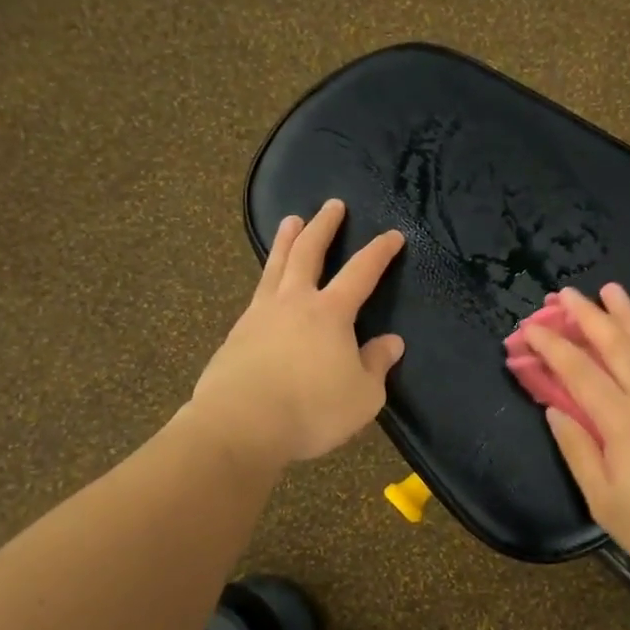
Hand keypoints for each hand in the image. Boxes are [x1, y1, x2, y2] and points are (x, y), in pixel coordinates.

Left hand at [191, 199, 406, 465]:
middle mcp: (295, 302)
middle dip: (324, 226)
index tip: (393, 235)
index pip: (361, 272)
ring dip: (286, 240)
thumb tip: (391, 342)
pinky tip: (267, 285)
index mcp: (331, 313)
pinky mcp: (237, 334)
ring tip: (290, 220)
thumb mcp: (363, 396)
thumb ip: (377, 365)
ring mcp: (260, 314)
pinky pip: (257, 293)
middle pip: (309, 252)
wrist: (240, 425)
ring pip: (276, 265)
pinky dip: (267, 277)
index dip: (380, 252)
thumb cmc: (312, 410)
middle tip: (332, 204)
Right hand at [523, 285, 629, 605]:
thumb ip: (578, 451)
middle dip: (588, 316)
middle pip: (616, 345)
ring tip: (611, 290)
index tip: (532, 326)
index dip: (553, 346)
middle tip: (566, 294)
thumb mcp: (604, 502)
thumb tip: (555, 410)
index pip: (579, 372)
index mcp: (621, 423)